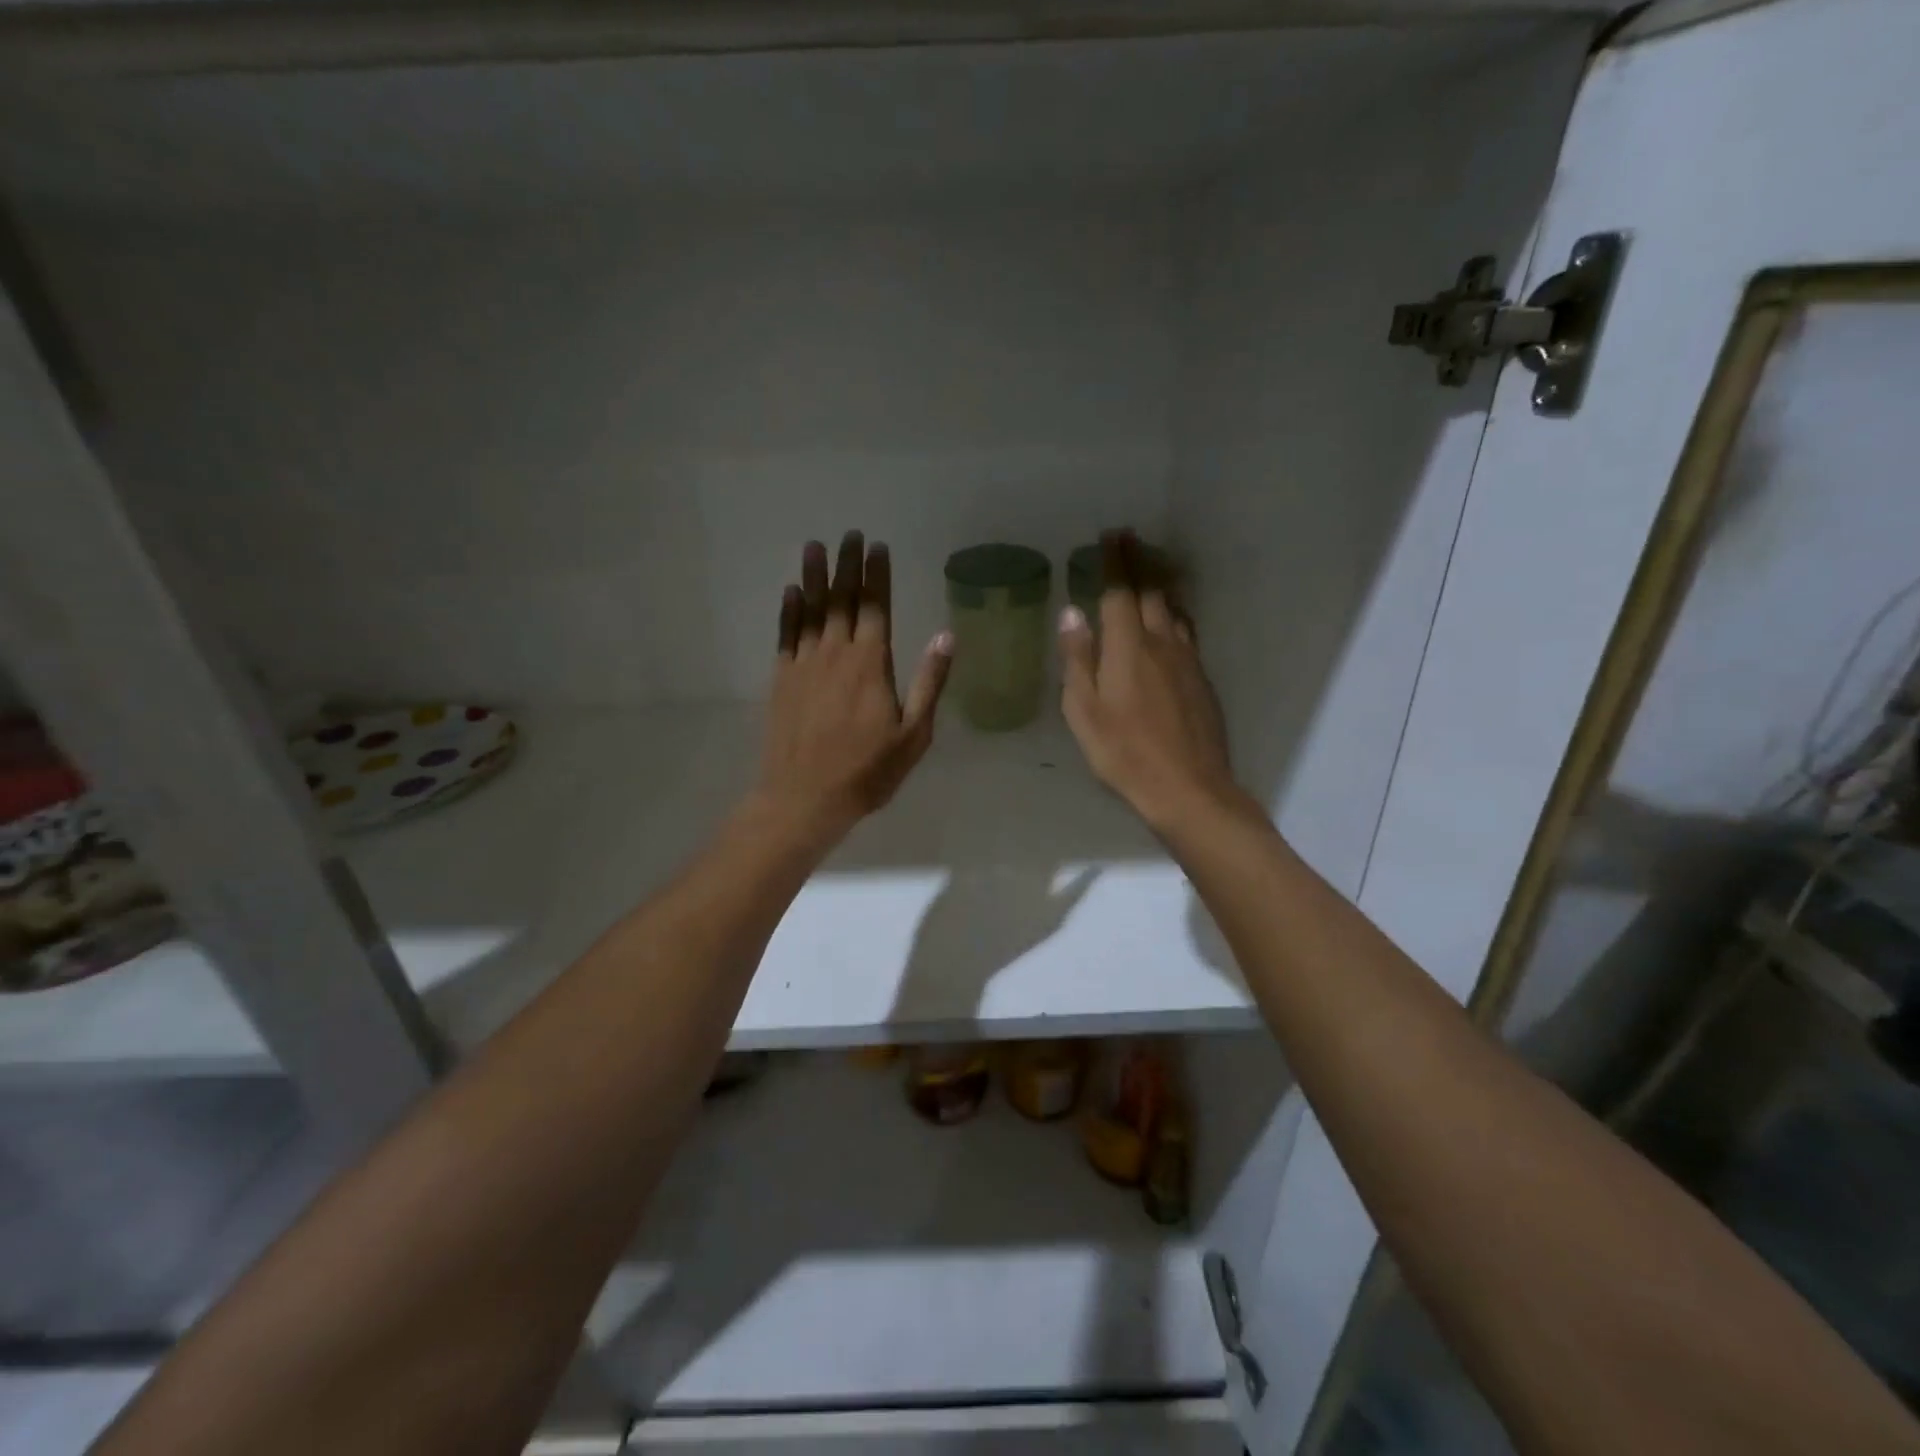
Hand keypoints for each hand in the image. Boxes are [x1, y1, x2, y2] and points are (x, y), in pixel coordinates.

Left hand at [753, 532, 953, 848]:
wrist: (805, 797)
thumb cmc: (867, 771)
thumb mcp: (914, 734)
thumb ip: (929, 683)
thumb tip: (945, 636)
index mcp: (871, 664)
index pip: (876, 606)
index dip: (877, 574)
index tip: (877, 546)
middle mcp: (836, 653)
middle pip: (842, 599)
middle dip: (847, 565)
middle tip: (849, 534)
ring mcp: (805, 664)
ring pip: (811, 610)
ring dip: (814, 576)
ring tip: (814, 546)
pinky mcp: (782, 679)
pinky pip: (786, 634)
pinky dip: (789, 611)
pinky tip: (790, 592)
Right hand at [1059, 532, 1248, 834]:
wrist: (1189, 788)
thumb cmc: (1124, 753)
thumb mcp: (1084, 711)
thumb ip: (1078, 659)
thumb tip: (1072, 613)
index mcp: (1128, 647)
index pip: (1121, 591)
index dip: (1115, 561)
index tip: (1111, 536)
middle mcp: (1161, 642)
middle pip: (1152, 591)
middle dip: (1140, 562)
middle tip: (1130, 540)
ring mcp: (1187, 659)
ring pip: (1173, 609)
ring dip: (1160, 584)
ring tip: (1150, 571)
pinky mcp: (1201, 679)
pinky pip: (1185, 631)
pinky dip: (1173, 613)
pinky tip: (1169, 620)